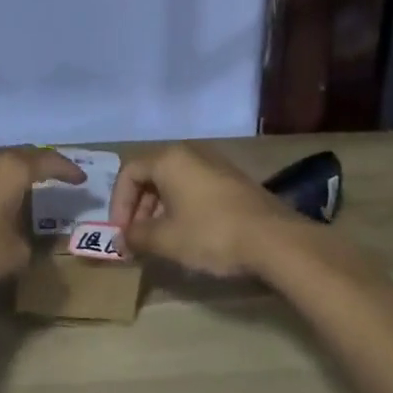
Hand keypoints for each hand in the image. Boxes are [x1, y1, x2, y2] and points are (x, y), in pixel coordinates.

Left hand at [0, 147, 84, 293]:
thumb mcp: (13, 255)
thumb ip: (26, 244)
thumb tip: (21, 240)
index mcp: (11, 170)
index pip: (47, 160)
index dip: (66, 169)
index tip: (79, 178)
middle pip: (16, 156)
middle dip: (35, 166)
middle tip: (48, 177)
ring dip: (3, 175)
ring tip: (12, 190)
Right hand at [109, 143, 292, 277]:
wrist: (274, 239)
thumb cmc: (211, 234)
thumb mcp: (167, 240)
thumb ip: (137, 237)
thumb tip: (121, 239)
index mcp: (169, 159)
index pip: (129, 173)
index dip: (119, 204)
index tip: (122, 234)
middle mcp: (190, 152)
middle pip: (151, 174)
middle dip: (139, 207)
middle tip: (138, 238)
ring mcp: (215, 164)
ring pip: (174, 181)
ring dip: (160, 209)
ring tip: (161, 240)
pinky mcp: (233, 180)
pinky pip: (195, 187)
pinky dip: (183, 207)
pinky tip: (189, 235)